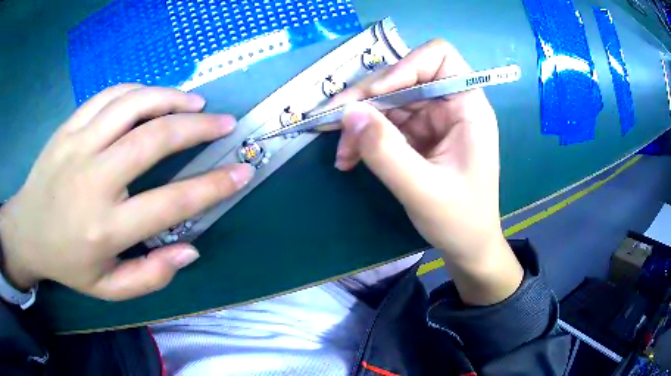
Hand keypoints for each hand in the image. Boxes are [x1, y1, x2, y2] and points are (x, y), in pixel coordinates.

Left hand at [0, 85, 254, 300]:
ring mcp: (78, 145)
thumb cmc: (68, 263)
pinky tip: (152, 97)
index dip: (213, 186)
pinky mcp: (68, 127)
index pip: (170, 203)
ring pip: (132, 105)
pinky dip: (138, 91)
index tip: (242, 173)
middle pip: (153, 139)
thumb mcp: (109, 289)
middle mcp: (94, 180)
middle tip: (224, 122)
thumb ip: (151, 276)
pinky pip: (109, 96)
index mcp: (106, 228)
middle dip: (197, 127)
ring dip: (170, 98)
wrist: (27, 231)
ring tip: (194, 102)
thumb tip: (190, 250)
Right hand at [330, 40, 522, 304]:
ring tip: (343, 153)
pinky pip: (385, 124)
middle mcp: (451, 105)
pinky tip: (349, 159)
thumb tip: (349, 113)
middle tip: (334, 123)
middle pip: (403, 78)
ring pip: (389, 101)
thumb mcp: (423, 190)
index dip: (405, 66)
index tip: (377, 95)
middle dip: (368, 99)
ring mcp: (433, 120)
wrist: (467, 246)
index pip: (439, 58)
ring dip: (360, 123)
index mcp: (468, 107)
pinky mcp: (418, 136)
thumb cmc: (460, 220)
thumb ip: (386, 151)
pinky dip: (364, 138)